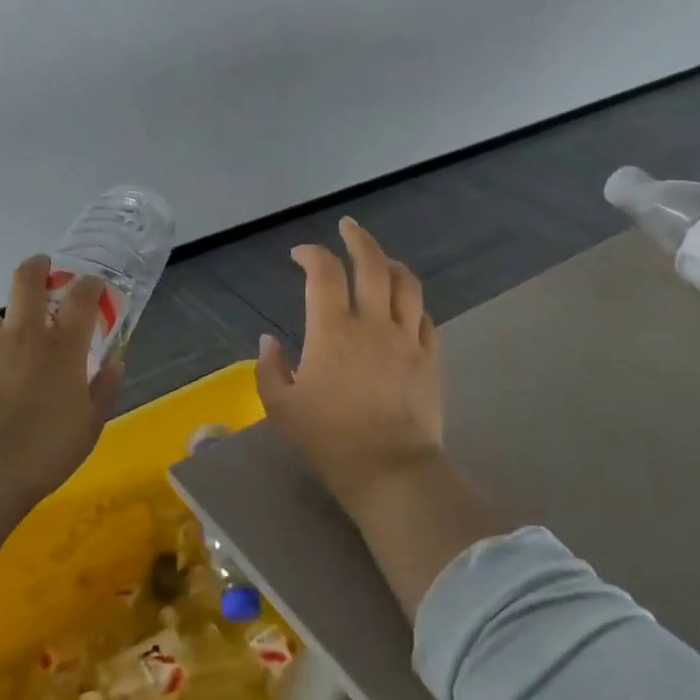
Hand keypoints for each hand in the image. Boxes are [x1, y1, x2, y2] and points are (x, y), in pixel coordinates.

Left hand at [0, 254, 120, 505]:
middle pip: (26, 280)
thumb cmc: (43, 452)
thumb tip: (114, 364)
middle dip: (36, 267)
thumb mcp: (88, 428)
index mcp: (62, 348)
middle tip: (41, 268)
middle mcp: (22, 336)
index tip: (91, 285)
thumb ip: (102, 391)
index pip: (81, 297)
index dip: (89, 285)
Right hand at [256, 217, 443, 511]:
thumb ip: (269, 369)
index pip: (324, 273)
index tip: (299, 255)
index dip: (311, 254)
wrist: (390, 471)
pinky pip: (426, 319)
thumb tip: (269, 341)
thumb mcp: (280, 407)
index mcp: (332, 330)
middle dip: (358, 239)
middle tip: (347, 227)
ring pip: (407, 285)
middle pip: (372, 264)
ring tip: (380, 260)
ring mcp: (407, 340)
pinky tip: (405, 307)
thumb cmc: (329, 440)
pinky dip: (412, 304)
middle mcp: (373, 324)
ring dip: (391, 264)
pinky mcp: (430, 360)